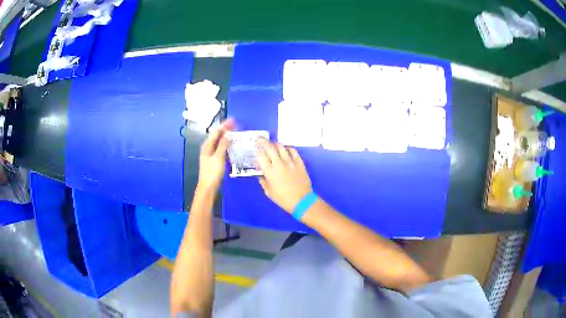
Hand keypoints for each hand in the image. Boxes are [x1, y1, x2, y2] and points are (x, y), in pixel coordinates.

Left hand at [197, 119, 233, 190]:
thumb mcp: (218, 157)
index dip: (225, 126)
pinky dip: (226, 145)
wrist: (208, 186)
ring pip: (219, 142)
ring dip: (227, 137)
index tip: (233, 121)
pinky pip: (221, 148)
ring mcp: (210, 154)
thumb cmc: (212, 172)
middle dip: (226, 130)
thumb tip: (227, 134)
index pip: (216, 132)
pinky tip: (232, 146)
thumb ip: (223, 145)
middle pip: (217, 136)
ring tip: (236, 134)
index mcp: (207, 145)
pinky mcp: (214, 160)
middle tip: (236, 125)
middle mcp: (208, 148)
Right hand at [256, 139, 311, 212]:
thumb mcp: (269, 192)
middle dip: (263, 142)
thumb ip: (263, 180)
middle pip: (270, 148)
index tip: (256, 151)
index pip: (261, 156)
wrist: (302, 201)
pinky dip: (287, 148)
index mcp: (270, 172)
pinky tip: (285, 149)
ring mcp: (290, 162)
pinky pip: (293, 151)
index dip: (257, 152)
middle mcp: (279, 164)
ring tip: (272, 144)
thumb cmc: (283, 199)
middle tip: (260, 140)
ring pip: (281, 147)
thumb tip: (260, 173)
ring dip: (275, 144)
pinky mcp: (299, 162)